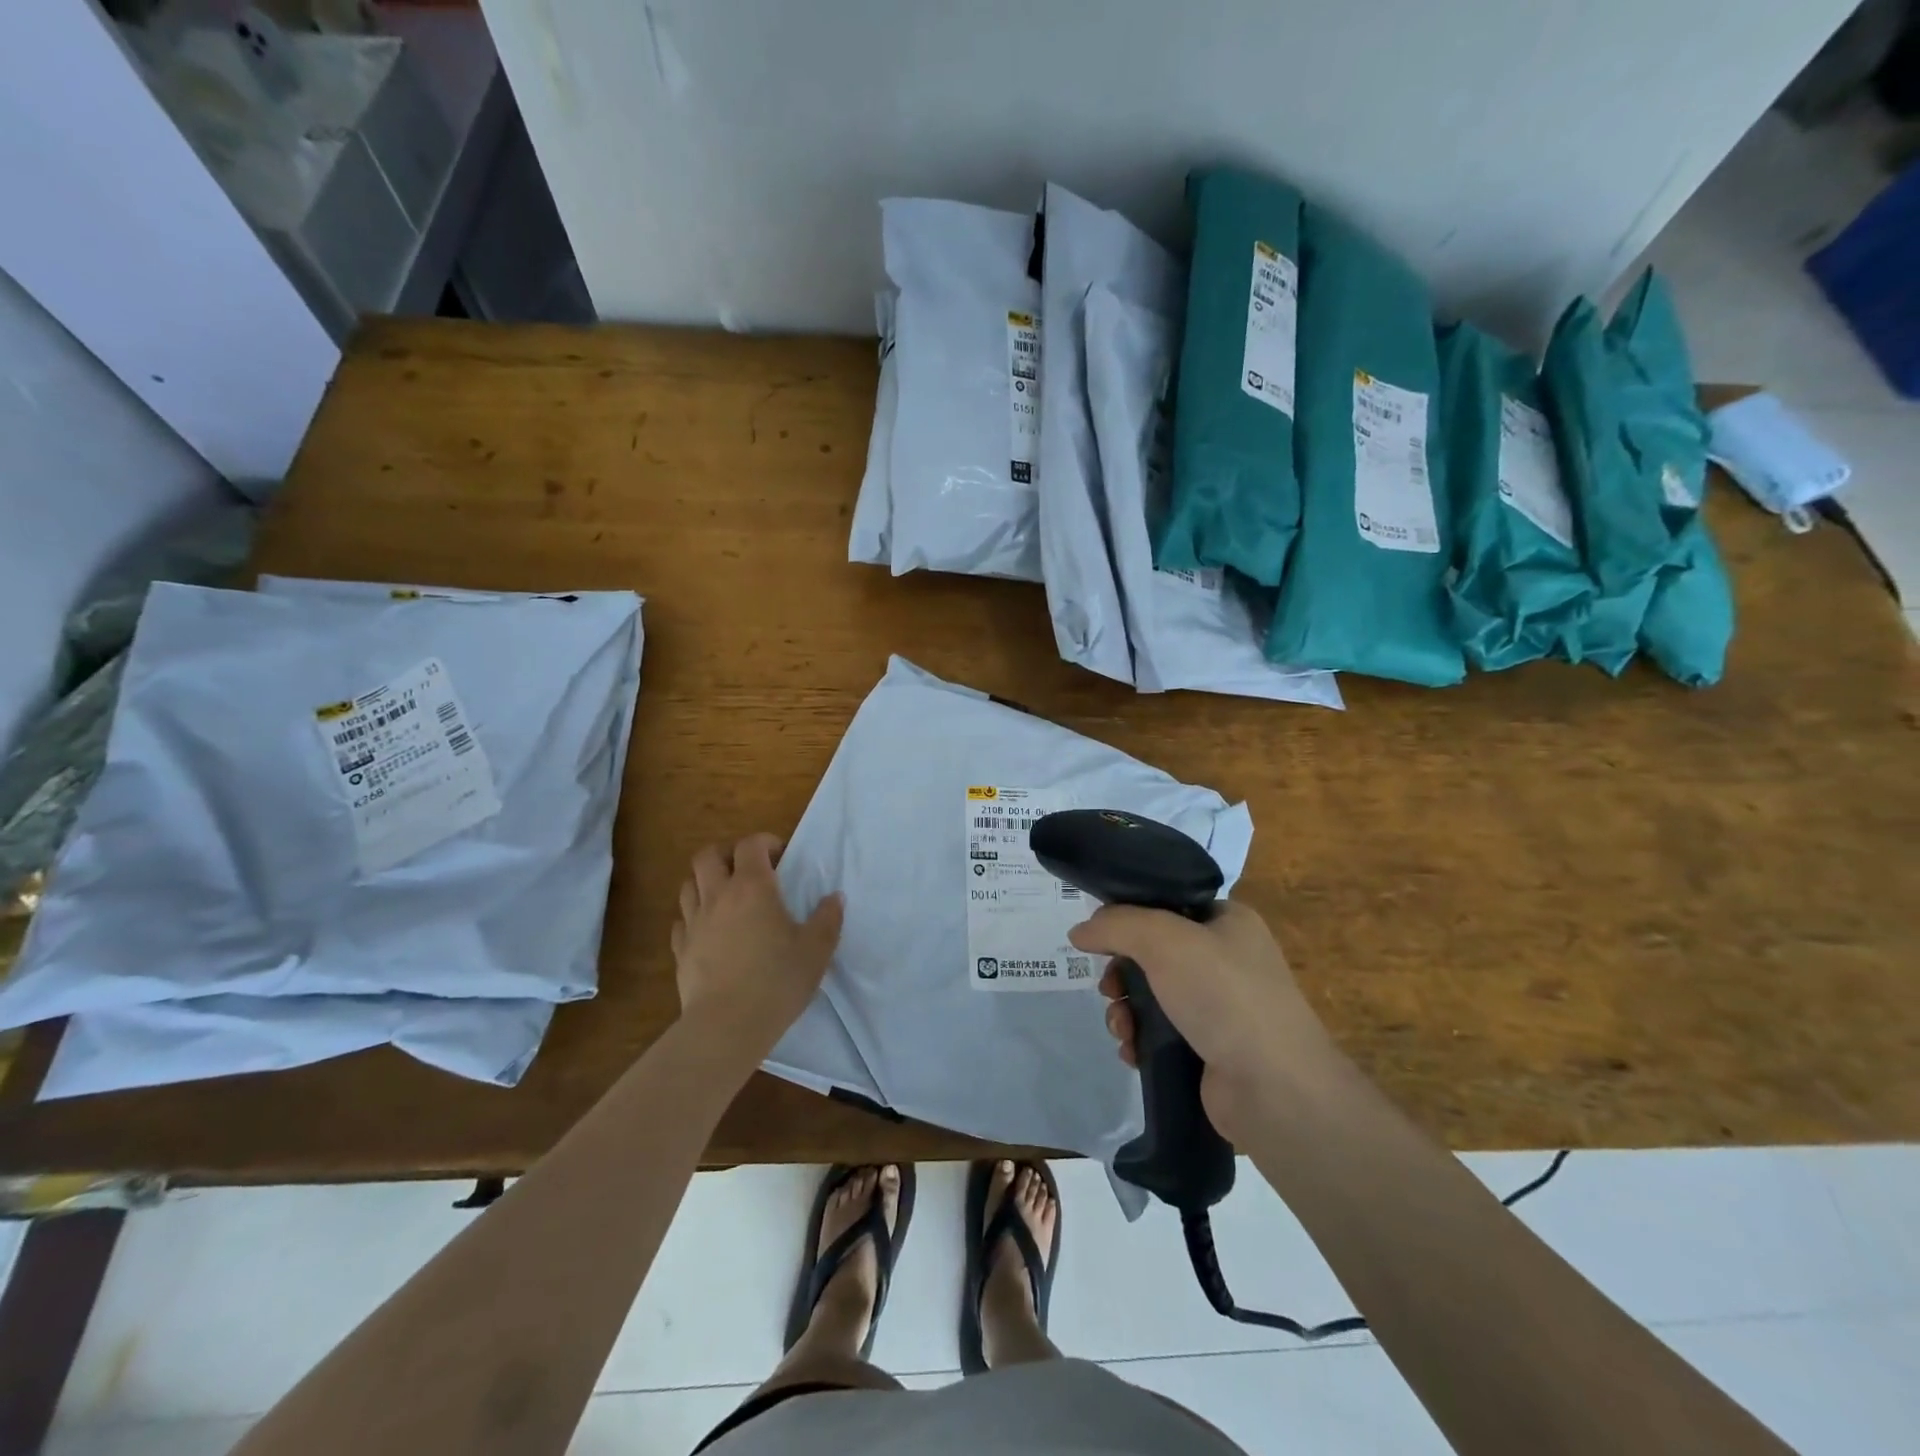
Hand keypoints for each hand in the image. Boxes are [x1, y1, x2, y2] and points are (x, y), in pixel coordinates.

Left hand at [671, 833, 842, 1058]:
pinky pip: (681, 920)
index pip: (750, 845)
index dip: (765, 842)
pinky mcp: (680, 950)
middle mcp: (718, 896)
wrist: (727, 1026)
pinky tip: (710, 930)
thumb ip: (828, 918)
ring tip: (727, 897)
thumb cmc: (777, 980)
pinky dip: (694, 916)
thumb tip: (835, 897)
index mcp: (752, 888)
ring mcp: (694, 923)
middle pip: (708, 856)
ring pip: (689, 884)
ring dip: (707, 881)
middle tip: (748, 868)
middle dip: (728, 853)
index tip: (780, 855)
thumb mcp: (817, 949)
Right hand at [1069, 900, 1333, 1137]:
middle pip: (1152, 951)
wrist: (1275, 1089)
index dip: (1128, 915)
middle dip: (1120, 972)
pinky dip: (1140, 1039)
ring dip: (1125, 1009)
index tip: (1099, 935)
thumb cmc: (1224, 995)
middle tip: (1108, 989)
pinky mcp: (1210, 1047)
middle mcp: (1226, 957)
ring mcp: (1220, 1006)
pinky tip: (1132, 1051)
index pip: (1166, 903)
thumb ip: (1116, 925)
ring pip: (1151, 994)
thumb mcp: (1163, 940)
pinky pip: (1160, 1032)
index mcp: (1227, 920)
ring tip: (1120, 1028)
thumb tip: (1080, 931)